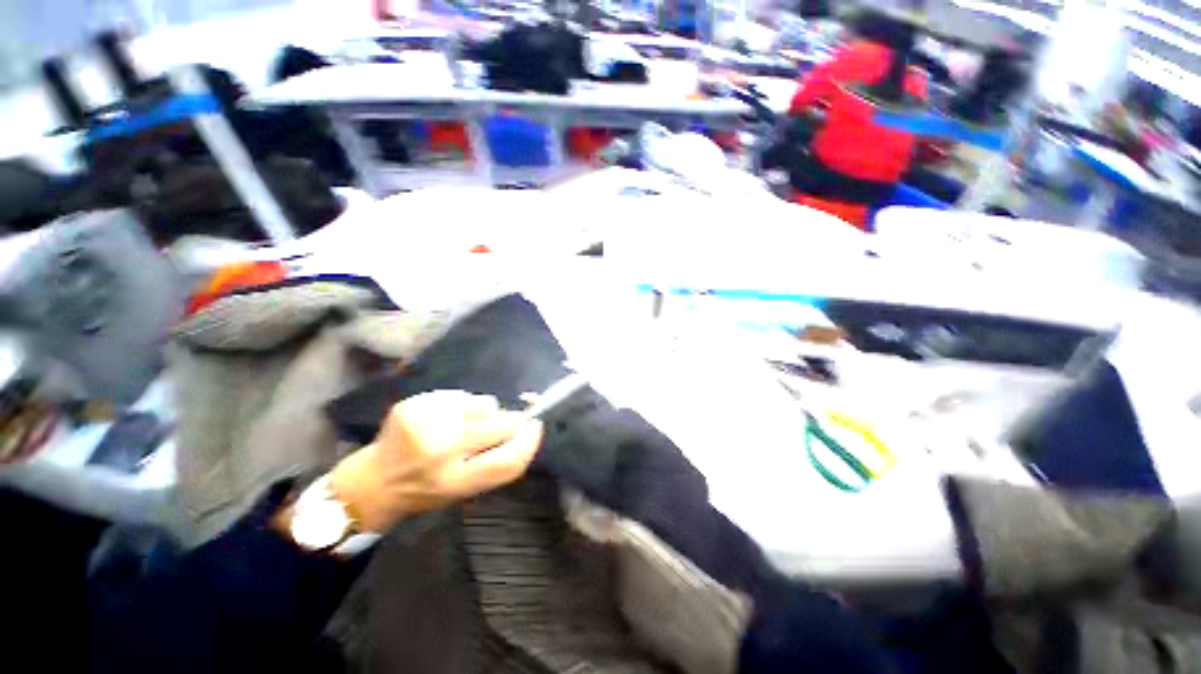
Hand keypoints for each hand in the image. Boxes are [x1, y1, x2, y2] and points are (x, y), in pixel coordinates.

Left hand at [329, 391, 542, 531]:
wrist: (374, 481)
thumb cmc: (427, 489)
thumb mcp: (466, 489)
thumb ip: (497, 462)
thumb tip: (529, 428)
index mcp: (455, 482)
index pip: (508, 461)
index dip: (530, 441)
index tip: (536, 427)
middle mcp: (441, 452)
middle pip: (501, 424)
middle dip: (511, 422)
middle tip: (503, 426)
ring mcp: (426, 423)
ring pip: (485, 404)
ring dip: (486, 412)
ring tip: (465, 425)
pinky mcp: (415, 403)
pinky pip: (463, 395)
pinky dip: (465, 405)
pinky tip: (448, 417)